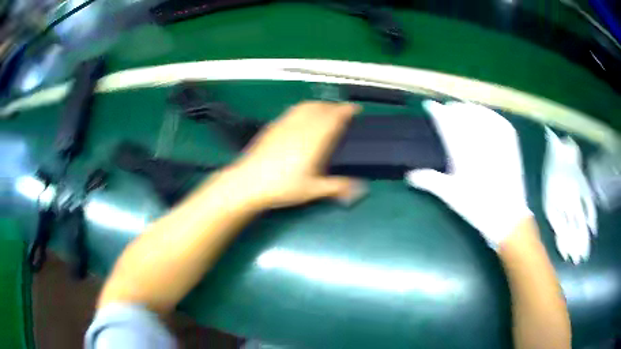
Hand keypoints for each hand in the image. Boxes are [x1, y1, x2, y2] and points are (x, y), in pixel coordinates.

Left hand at [209, 101, 364, 209]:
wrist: (248, 182)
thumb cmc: (282, 187)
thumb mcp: (312, 190)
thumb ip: (337, 187)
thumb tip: (360, 189)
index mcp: (314, 139)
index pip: (334, 117)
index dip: (346, 110)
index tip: (355, 109)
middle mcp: (301, 126)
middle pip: (321, 108)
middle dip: (334, 107)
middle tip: (343, 113)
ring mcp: (285, 124)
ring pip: (306, 106)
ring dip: (319, 105)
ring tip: (325, 111)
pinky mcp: (273, 126)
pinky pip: (293, 110)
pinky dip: (304, 108)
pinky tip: (302, 117)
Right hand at [405, 101, 532, 248]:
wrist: (508, 217)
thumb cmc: (478, 207)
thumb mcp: (452, 196)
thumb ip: (430, 181)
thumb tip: (409, 176)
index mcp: (464, 152)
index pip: (447, 124)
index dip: (437, 112)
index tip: (430, 106)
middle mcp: (480, 141)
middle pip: (464, 114)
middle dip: (453, 109)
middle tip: (446, 109)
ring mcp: (497, 140)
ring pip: (481, 114)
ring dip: (469, 109)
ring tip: (463, 109)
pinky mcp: (511, 143)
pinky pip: (499, 120)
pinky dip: (489, 114)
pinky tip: (485, 114)